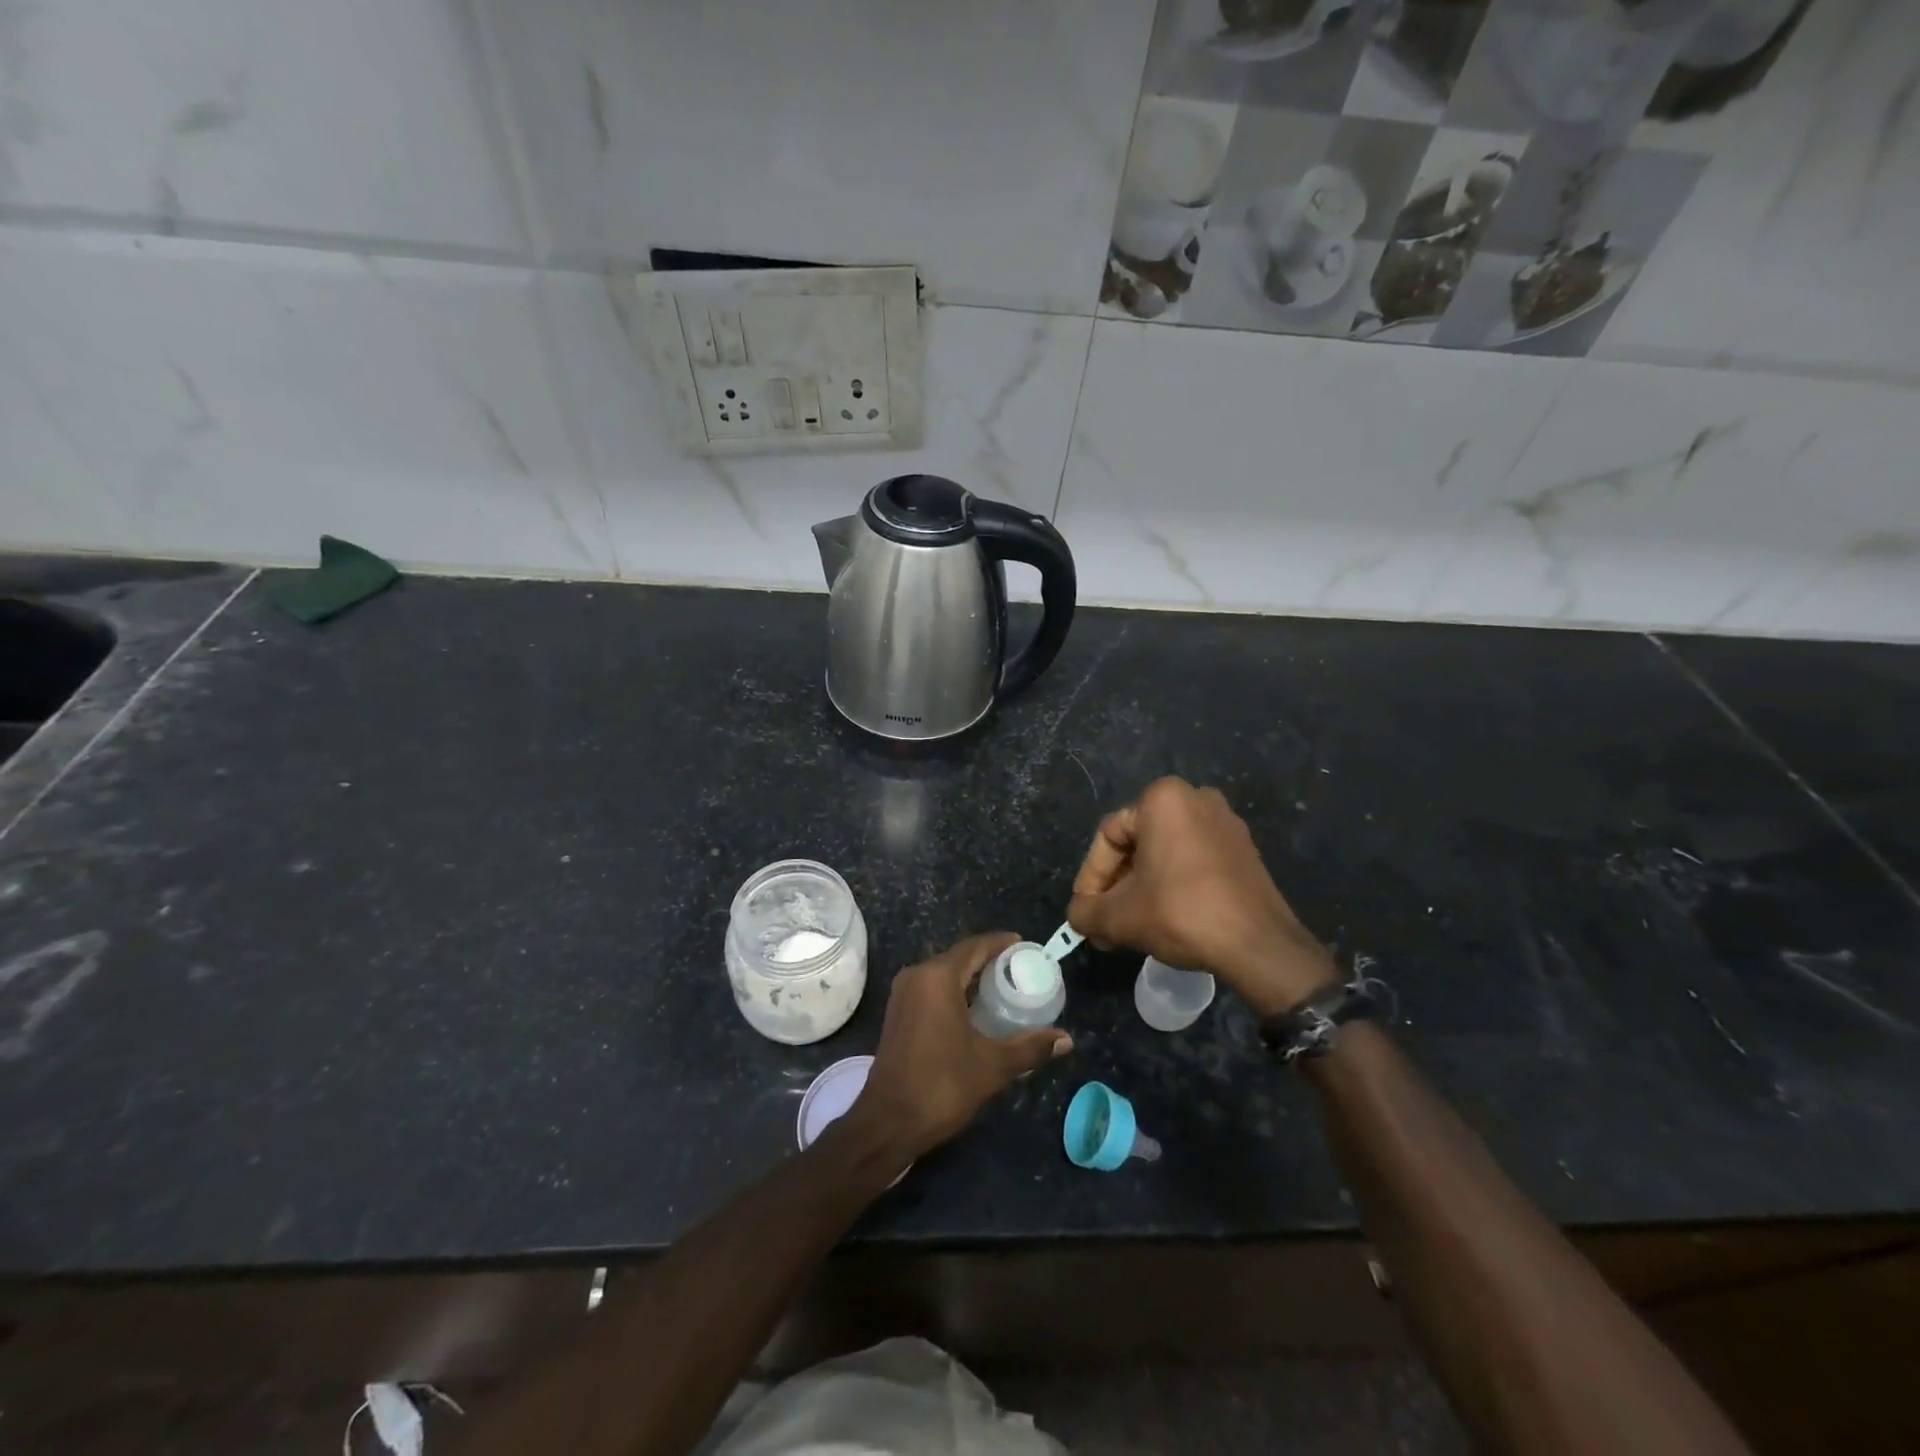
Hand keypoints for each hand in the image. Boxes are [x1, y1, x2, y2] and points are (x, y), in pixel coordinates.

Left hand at [855, 932, 1072, 1159]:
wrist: (888, 1122)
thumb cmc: (941, 1085)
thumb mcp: (992, 1065)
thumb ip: (1030, 1047)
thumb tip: (1066, 1040)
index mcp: (937, 977)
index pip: (975, 946)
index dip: (1002, 944)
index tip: (1027, 947)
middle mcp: (917, 976)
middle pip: (960, 957)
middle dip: (990, 962)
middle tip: (1022, 972)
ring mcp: (903, 995)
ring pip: (944, 974)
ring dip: (972, 979)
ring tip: (1005, 990)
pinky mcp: (898, 1013)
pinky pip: (932, 990)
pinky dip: (956, 992)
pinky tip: (977, 1011)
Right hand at [1068, 777, 1336, 1017]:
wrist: (1258, 944)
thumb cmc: (1181, 912)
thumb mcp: (1119, 916)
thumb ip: (1085, 912)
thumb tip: (1077, 916)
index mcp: (1162, 799)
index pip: (1109, 837)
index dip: (1090, 879)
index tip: (1085, 912)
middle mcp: (1196, 798)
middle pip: (1138, 845)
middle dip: (1117, 887)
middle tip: (1105, 923)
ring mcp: (1225, 824)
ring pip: (1165, 856)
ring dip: (1142, 889)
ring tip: (1130, 927)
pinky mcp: (1243, 851)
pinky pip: (1193, 862)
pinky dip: (1173, 887)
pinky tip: (1164, 920)